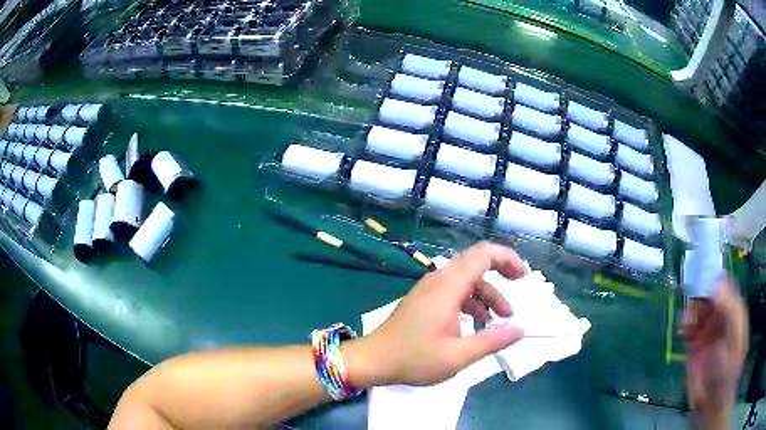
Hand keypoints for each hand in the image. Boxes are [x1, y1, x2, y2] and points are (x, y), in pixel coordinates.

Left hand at [356, 242, 525, 385]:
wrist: (373, 360)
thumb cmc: (414, 359)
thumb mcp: (459, 355)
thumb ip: (492, 341)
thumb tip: (520, 330)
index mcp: (447, 287)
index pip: (482, 254)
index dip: (506, 258)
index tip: (523, 275)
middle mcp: (438, 280)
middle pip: (475, 263)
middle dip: (501, 273)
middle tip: (519, 287)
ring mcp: (429, 289)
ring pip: (466, 280)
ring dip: (487, 295)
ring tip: (501, 318)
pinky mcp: (424, 300)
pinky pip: (454, 291)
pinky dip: (471, 302)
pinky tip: (478, 323)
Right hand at [681, 279, 747, 418]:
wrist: (713, 400)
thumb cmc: (729, 368)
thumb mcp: (736, 338)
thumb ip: (731, 312)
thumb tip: (717, 286)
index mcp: (734, 308)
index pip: (725, 283)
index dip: (714, 278)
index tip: (702, 278)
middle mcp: (721, 316)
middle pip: (708, 292)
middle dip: (698, 293)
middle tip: (692, 302)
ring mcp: (707, 330)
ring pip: (696, 307)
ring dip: (690, 309)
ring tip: (686, 324)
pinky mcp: (694, 344)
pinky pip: (687, 326)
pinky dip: (683, 324)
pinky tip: (683, 331)